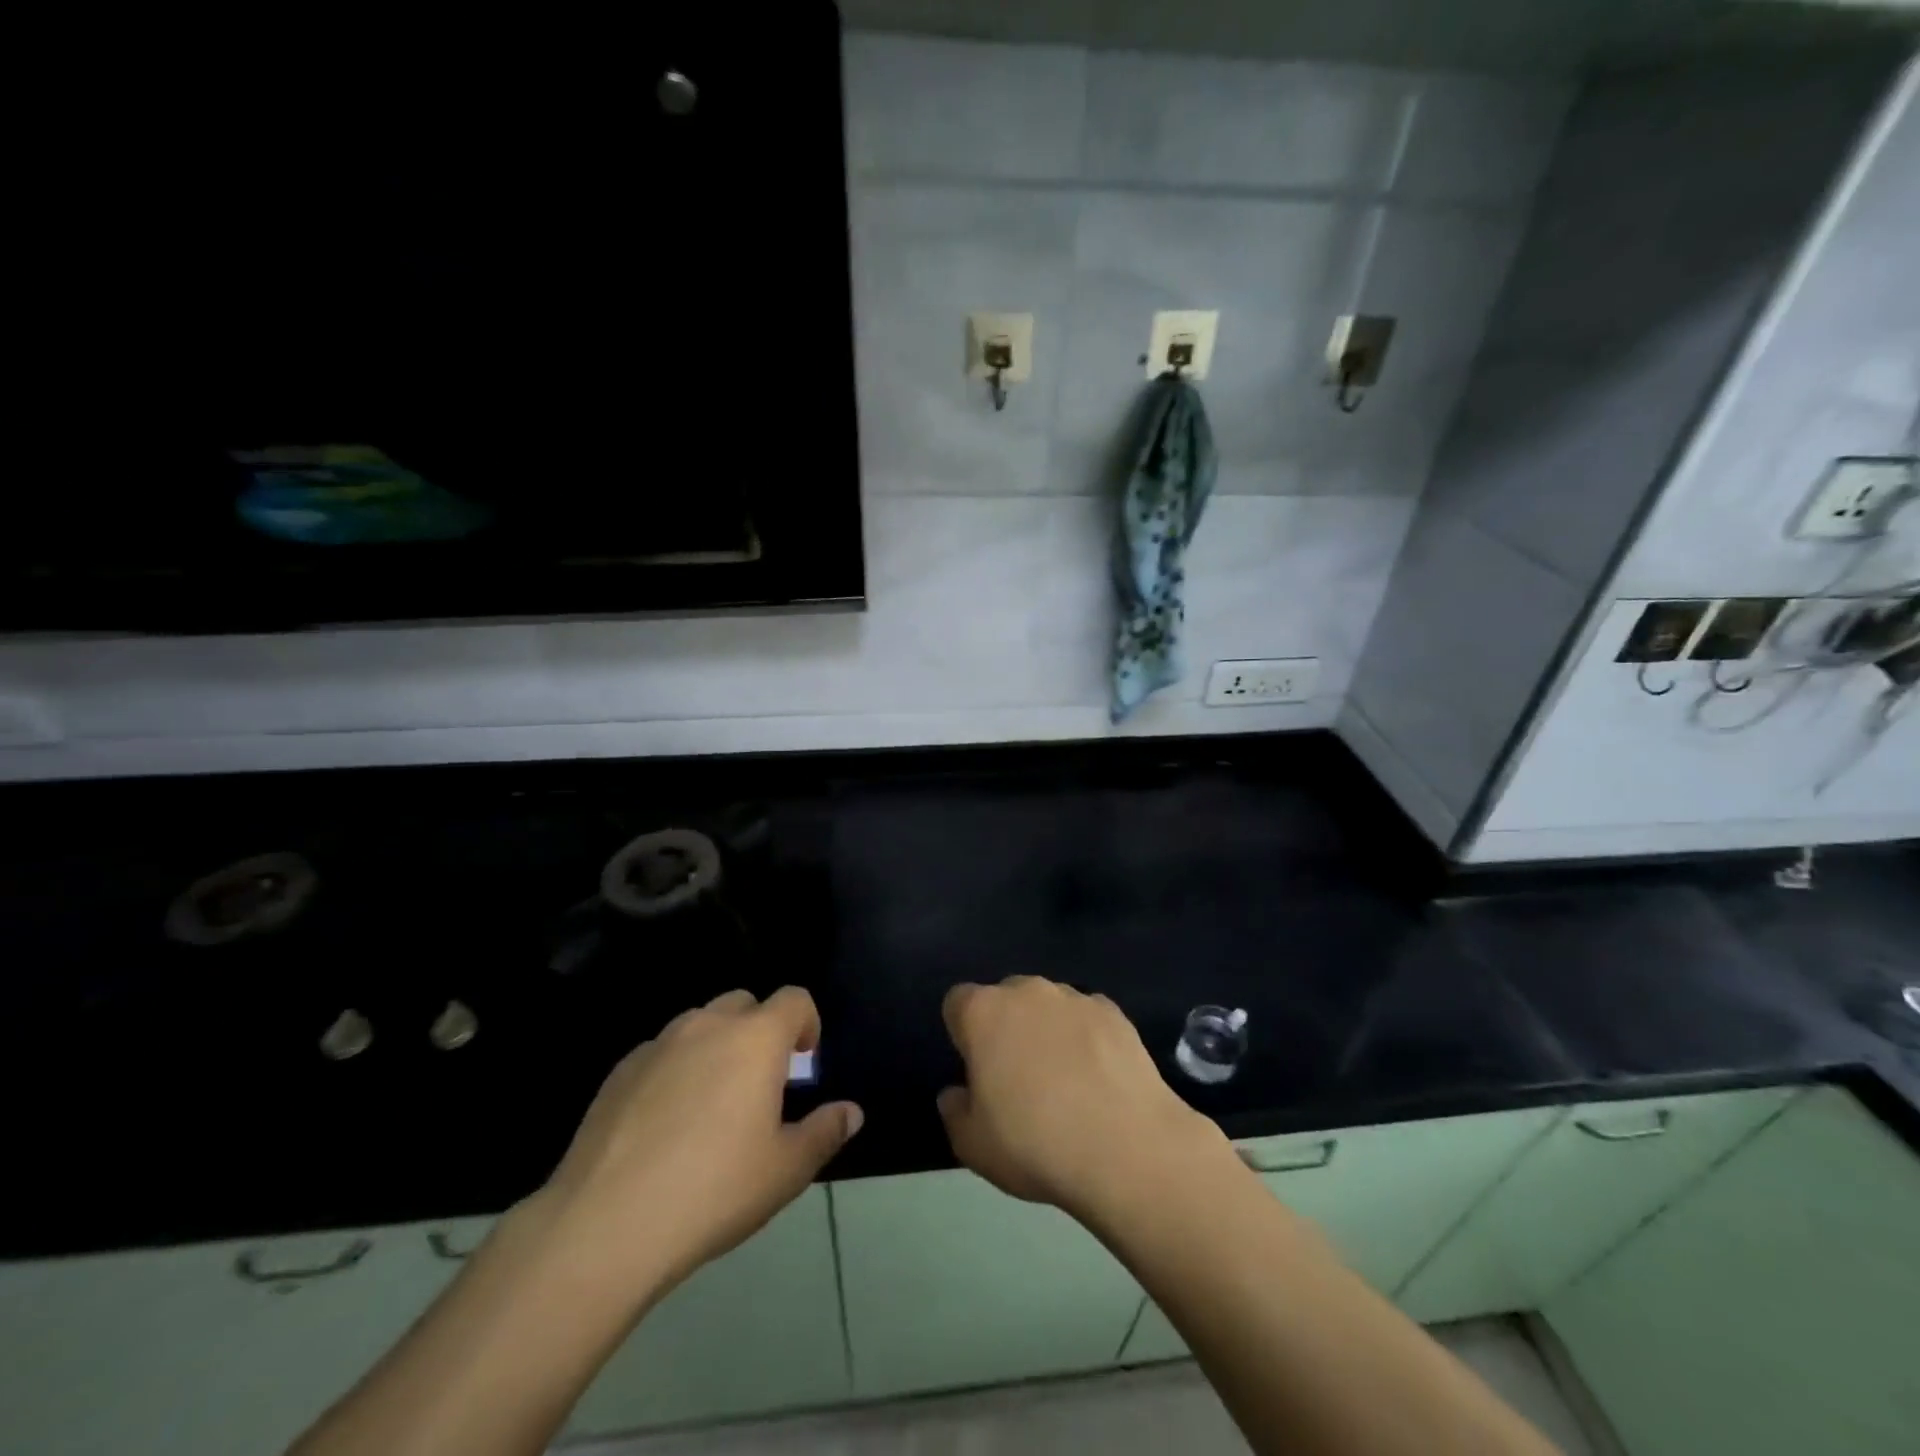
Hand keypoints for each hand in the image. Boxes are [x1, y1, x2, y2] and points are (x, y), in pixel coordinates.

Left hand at [539, 987, 862, 1301]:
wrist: (605, 1224)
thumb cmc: (714, 1190)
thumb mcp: (786, 1170)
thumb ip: (825, 1132)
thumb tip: (851, 1112)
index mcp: (756, 1039)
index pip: (794, 999)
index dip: (807, 1023)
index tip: (804, 1063)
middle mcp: (708, 1025)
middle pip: (745, 1004)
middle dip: (760, 1031)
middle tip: (760, 1085)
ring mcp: (658, 1044)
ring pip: (699, 1024)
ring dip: (716, 1047)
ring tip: (711, 1105)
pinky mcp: (619, 1070)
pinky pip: (661, 1053)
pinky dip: (674, 1070)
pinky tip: (664, 1125)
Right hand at [937, 977, 1231, 1222]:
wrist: (1125, 1147)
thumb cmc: (1034, 1144)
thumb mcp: (973, 1146)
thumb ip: (955, 1111)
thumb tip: (956, 1093)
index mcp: (983, 1012)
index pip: (958, 1002)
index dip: (963, 1034)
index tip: (976, 1069)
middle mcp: (1026, 991)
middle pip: (1005, 998)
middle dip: (1006, 1027)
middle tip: (1017, 1077)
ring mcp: (1074, 997)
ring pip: (1048, 1005)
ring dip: (1047, 1029)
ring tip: (1065, 1080)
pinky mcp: (1113, 1012)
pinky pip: (1087, 1017)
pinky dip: (1087, 1037)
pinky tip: (1098, 1077)